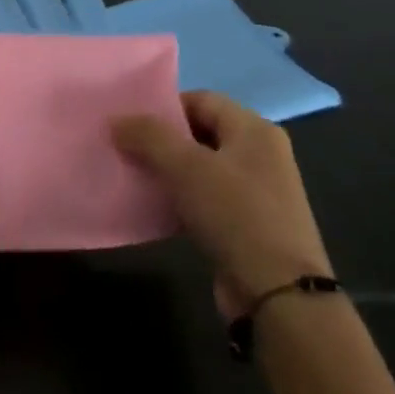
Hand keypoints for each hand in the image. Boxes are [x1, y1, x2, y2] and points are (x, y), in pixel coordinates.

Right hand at [112, 90, 332, 318]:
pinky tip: (154, 208)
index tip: (130, 124)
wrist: (278, 293)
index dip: (164, 107)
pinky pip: (205, 198)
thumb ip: (148, 136)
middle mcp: (260, 155)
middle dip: (161, 140)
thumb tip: (116, 120)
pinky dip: (179, 199)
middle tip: (125, 149)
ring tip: (133, 177)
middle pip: (200, 132)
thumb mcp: (186, 167)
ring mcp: (256, 191)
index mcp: (254, 130)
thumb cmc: (235, 215)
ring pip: (200, 168)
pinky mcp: (247, 224)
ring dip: (167, 171)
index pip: (201, 100)